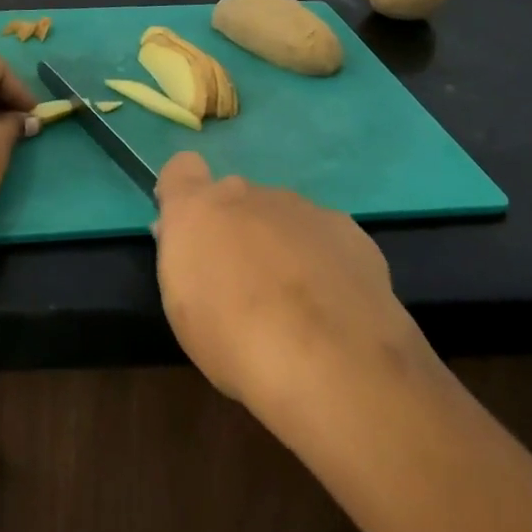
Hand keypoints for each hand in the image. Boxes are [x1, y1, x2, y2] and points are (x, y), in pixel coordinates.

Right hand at [153, 152, 435, 428]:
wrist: (330, 364)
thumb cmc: (235, 341)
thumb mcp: (183, 310)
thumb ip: (184, 260)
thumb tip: (189, 240)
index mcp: (199, 207)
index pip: (182, 168)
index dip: (185, 193)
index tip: (192, 232)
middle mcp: (248, 194)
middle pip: (236, 198)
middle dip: (237, 229)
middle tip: (245, 284)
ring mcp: (302, 208)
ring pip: (282, 216)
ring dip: (281, 245)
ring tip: (295, 304)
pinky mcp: (348, 231)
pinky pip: (324, 237)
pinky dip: (323, 261)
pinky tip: (333, 306)